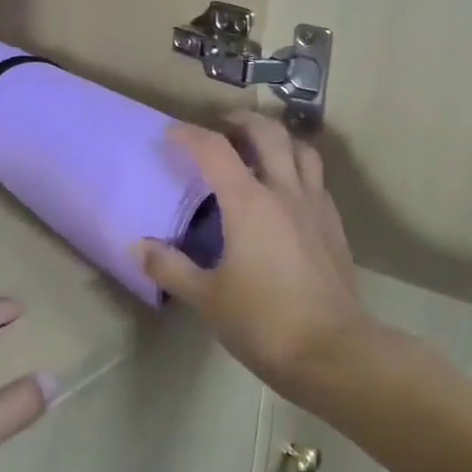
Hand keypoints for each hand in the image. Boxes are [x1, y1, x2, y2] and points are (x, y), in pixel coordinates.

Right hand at [136, 112, 371, 403]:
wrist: (331, 351)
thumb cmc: (262, 321)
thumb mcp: (206, 297)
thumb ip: (170, 267)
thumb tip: (137, 246)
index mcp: (248, 203)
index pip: (214, 150)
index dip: (189, 135)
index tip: (170, 134)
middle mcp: (285, 192)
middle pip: (268, 133)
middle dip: (242, 120)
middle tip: (222, 125)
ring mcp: (315, 206)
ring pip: (302, 149)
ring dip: (278, 137)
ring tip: (259, 146)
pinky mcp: (334, 225)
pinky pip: (317, 178)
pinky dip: (298, 167)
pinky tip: (287, 189)